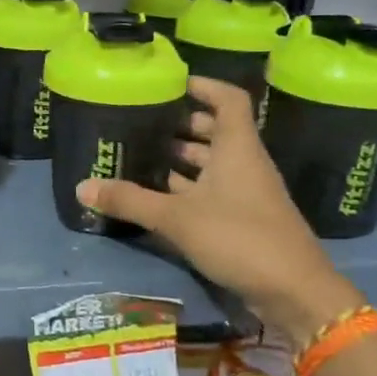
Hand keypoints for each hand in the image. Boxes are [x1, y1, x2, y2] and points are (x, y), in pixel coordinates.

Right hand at [76, 76, 364, 343]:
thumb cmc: (239, 237)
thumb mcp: (176, 218)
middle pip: (217, 130)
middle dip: (183, 124)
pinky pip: (213, 190)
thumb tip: (81, 186)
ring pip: (214, 163)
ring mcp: (247, 192)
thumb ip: (130, 201)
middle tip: (145, 122)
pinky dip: (188, 187)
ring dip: (183, 158)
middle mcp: (245, 163)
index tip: (173, 83)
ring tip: (143, 154)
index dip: (204, 85)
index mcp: (237, 148)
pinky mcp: (244, 219)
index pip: (228, 99)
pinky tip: (158, 195)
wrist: (294, 292)